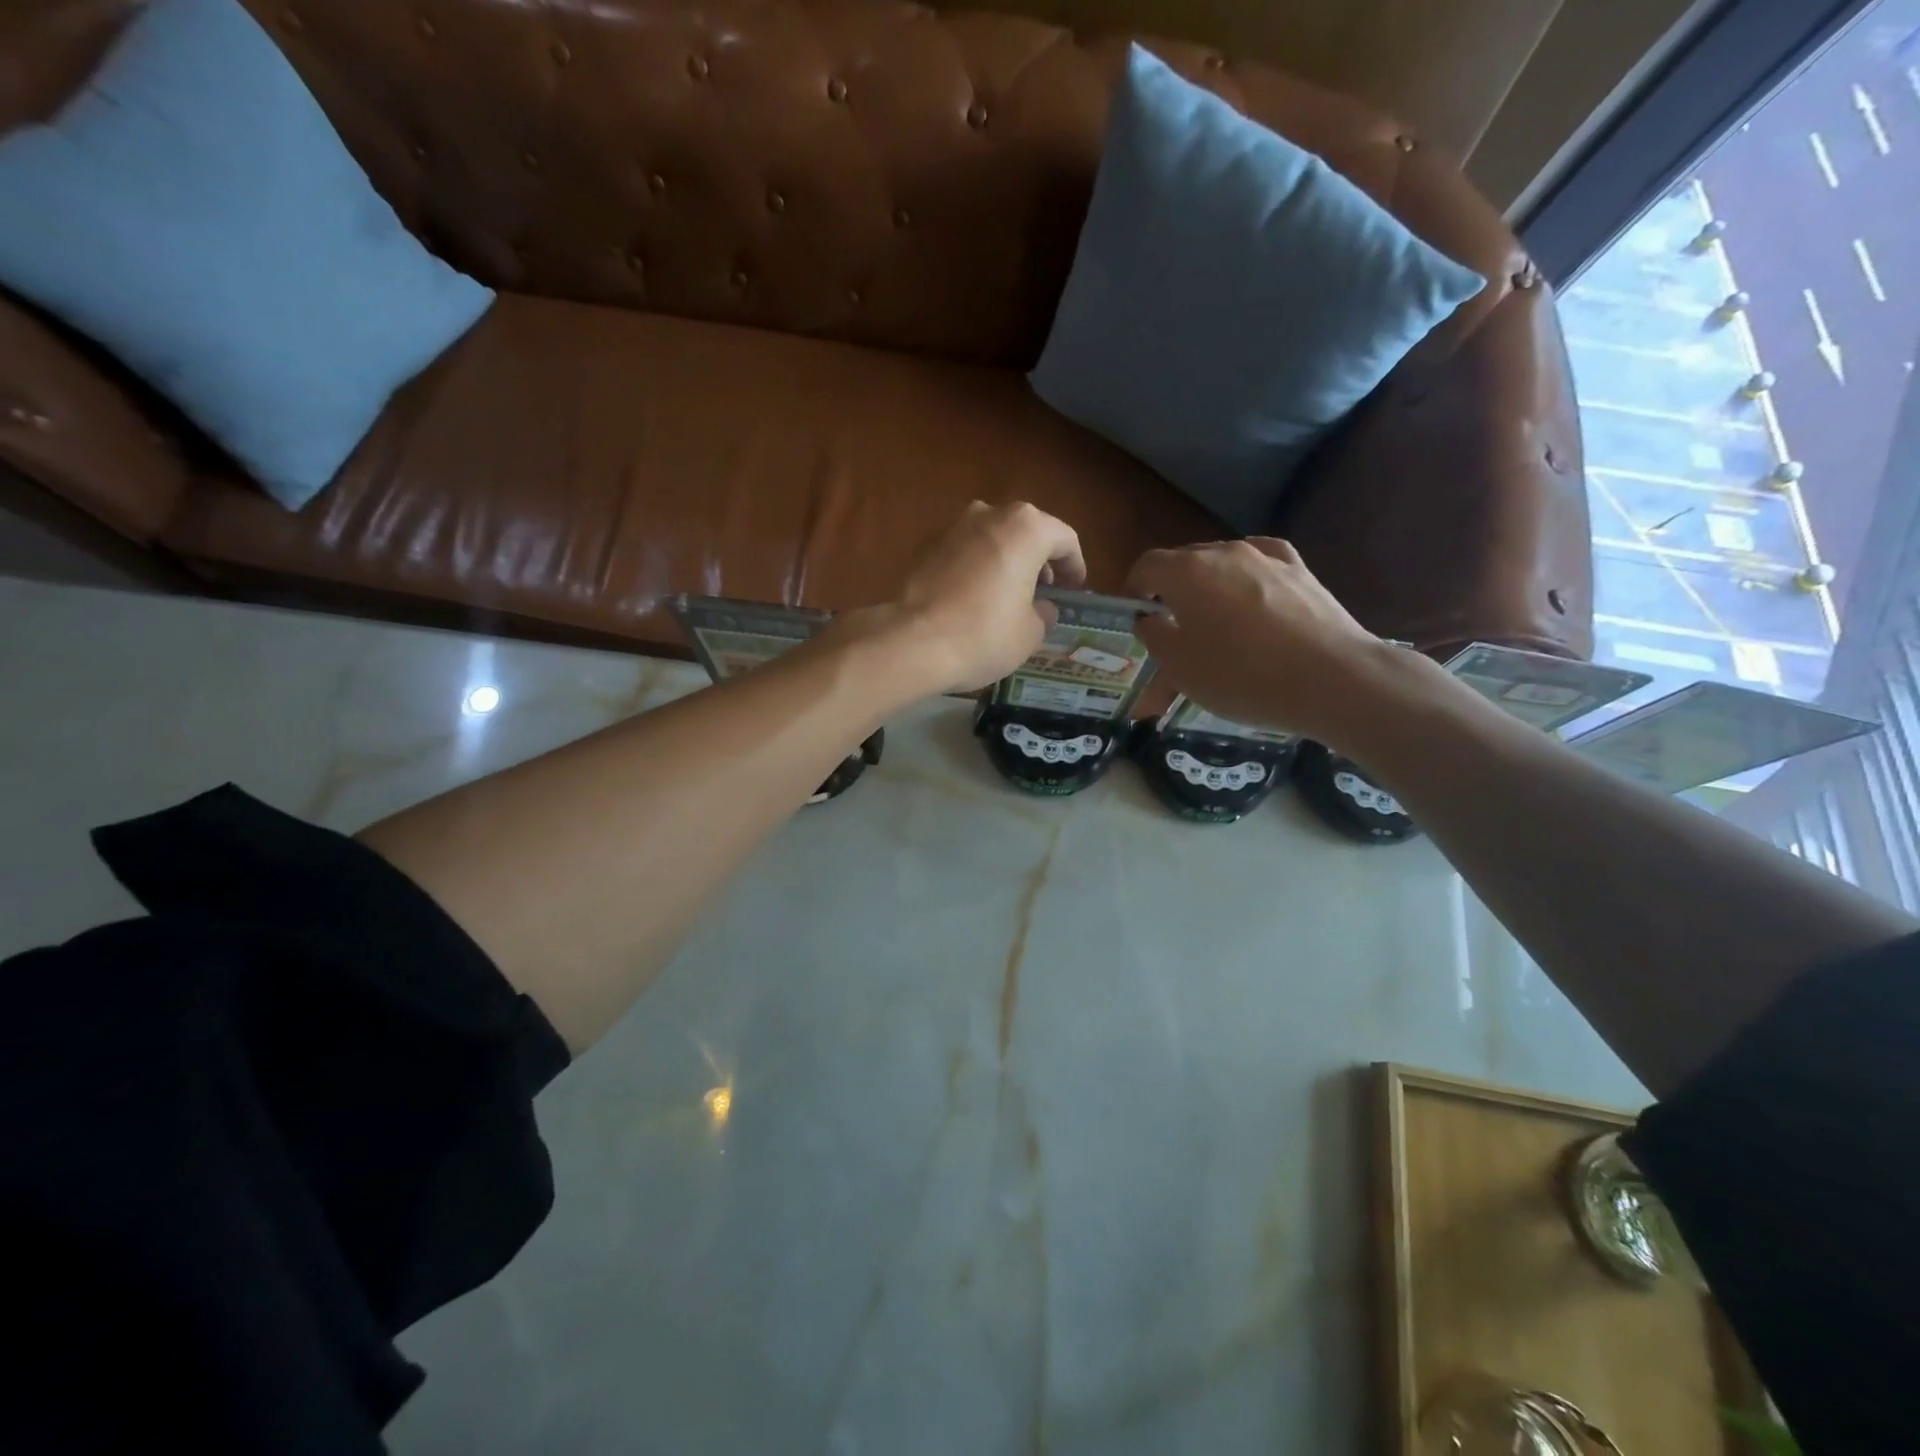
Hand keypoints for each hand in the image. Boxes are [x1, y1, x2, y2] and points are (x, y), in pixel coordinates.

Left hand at [874, 501, 1087, 694]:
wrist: (912, 641)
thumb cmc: (984, 634)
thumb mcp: (1030, 633)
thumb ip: (1043, 613)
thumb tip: (1040, 608)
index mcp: (1027, 528)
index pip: (1064, 539)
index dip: (1075, 566)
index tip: (1075, 589)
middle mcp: (990, 514)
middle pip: (1026, 531)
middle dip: (1039, 559)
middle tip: (1046, 589)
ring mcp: (953, 526)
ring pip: (993, 538)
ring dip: (1007, 559)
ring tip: (1010, 593)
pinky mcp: (925, 545)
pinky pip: (964, 551)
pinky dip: (977, 567)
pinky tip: (975, 596)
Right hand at [1127, 537, 1394, 740]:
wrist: (1332, 679)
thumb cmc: (1241, 676)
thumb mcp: (1179, 668)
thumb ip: (1154, 636)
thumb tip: (1149, 618)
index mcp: (1186, 572)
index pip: (1146, 566)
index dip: (1133, 590)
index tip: (1135, 618)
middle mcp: (1224, 552)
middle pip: (1184, 563)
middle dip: (1170, 591)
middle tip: (1171, 629)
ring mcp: (1267, 558)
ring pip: (1222, 566)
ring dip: (1209, 589)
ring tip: (1214, 623)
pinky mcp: (1300, 571)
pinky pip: (1260, 566)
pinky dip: (1247, 580)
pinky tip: (1251, 598)